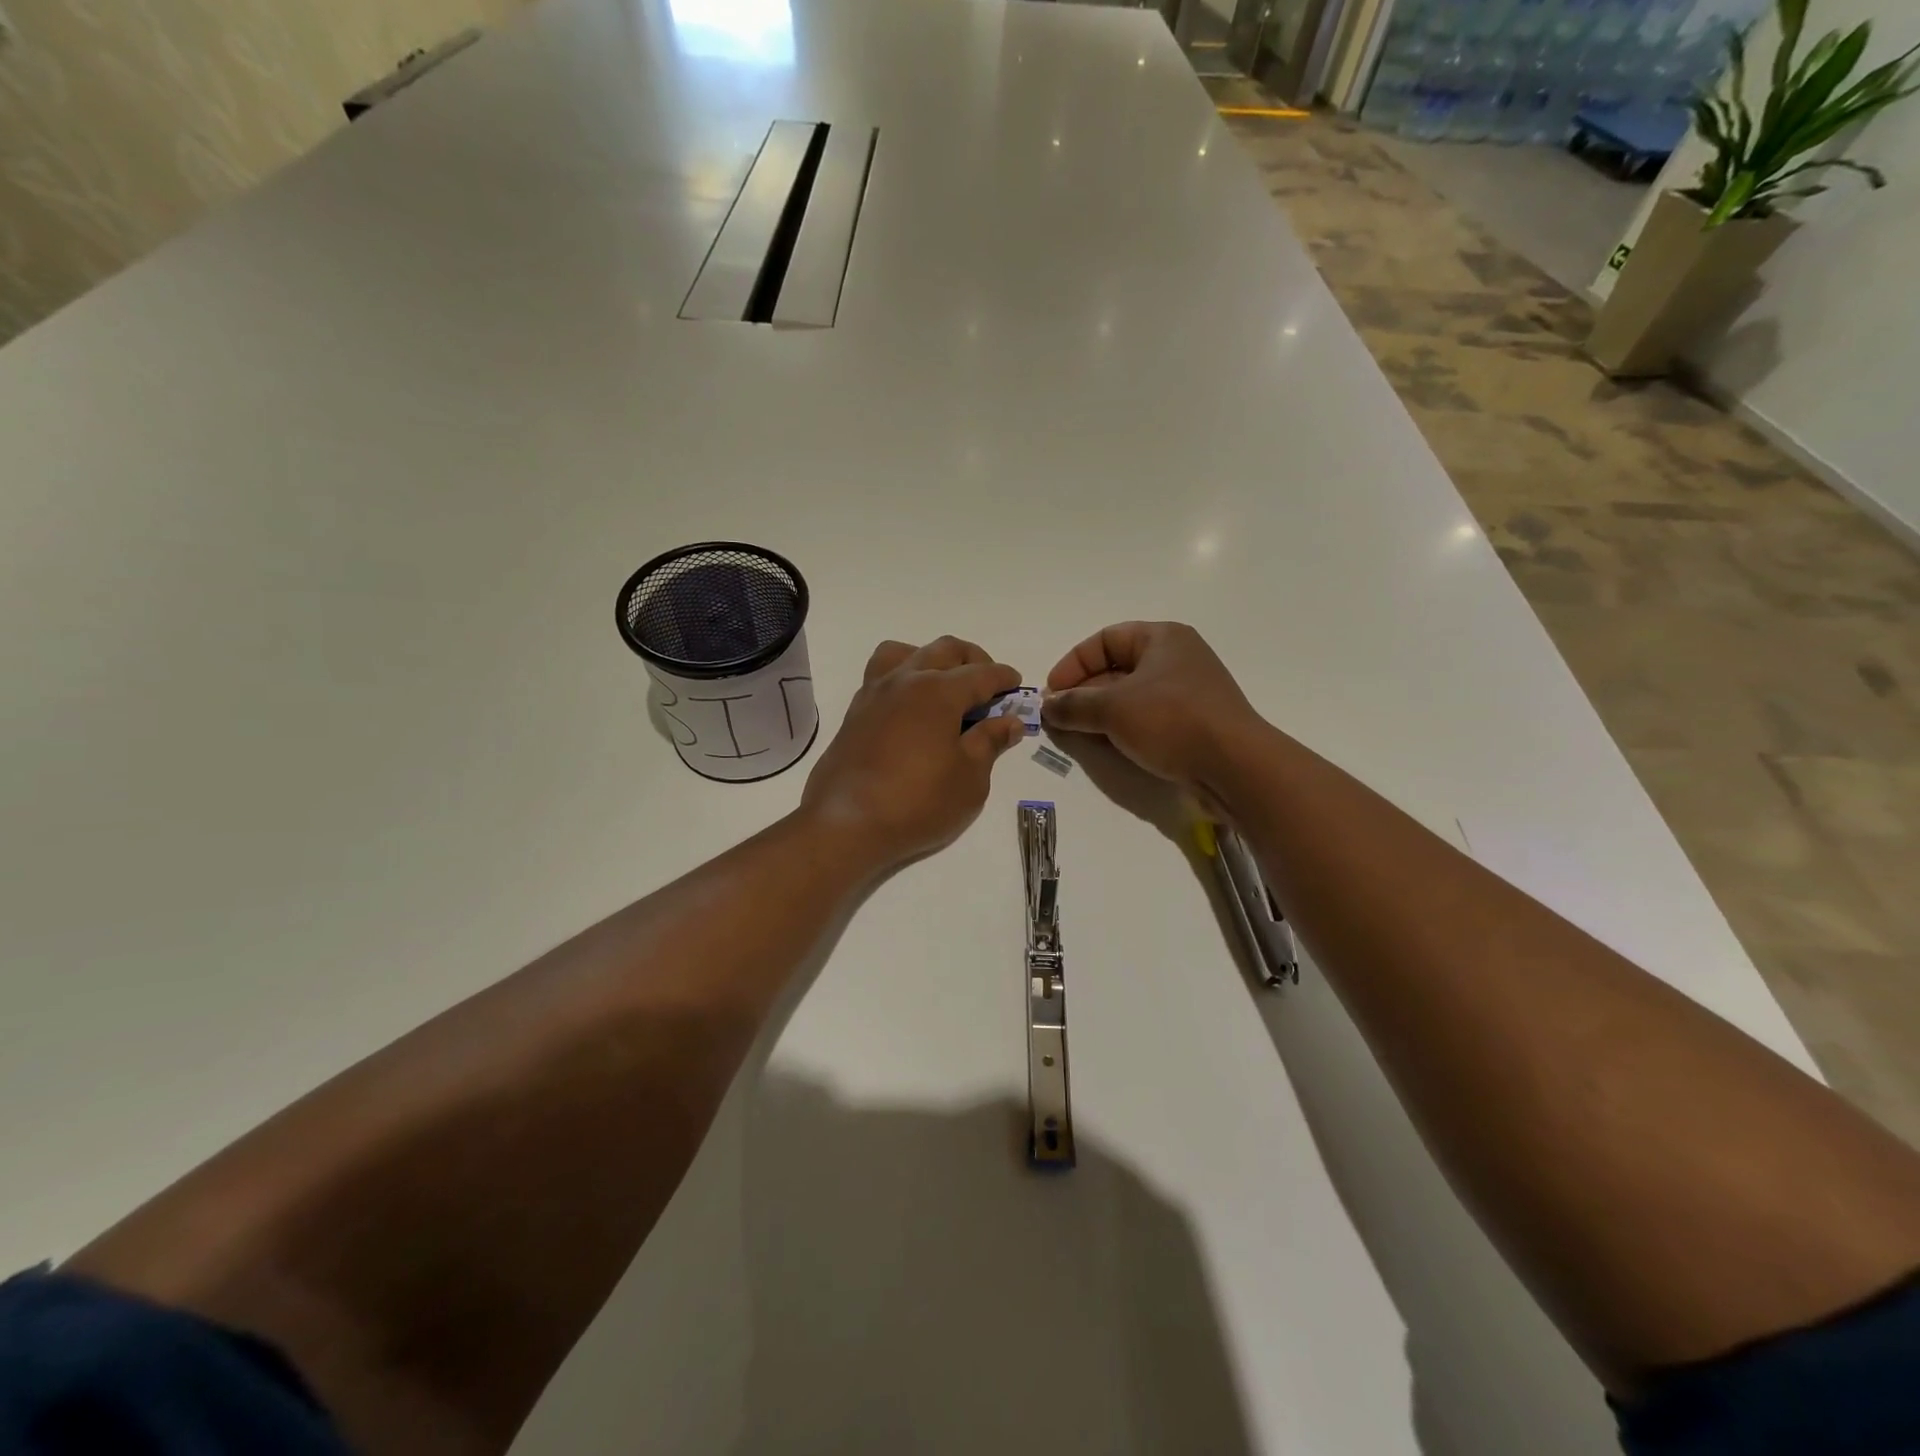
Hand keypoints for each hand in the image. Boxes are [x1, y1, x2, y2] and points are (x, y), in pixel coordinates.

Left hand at [801, 636, 1028, 868]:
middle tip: (988, 684)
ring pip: (906, 652)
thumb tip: (1009, 721)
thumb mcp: (969, 779)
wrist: (846, 824)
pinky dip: (904, 677)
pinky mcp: (855, 712)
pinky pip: (882, 675)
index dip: (1004, 678)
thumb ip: (990, 742)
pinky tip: (913, 708)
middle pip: (945, 650)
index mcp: (939, 691)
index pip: (981, 674)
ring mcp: (875, 692)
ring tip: (944, 685)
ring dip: (932, 658)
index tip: (1017, 685)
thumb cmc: (918, 802)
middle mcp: (905, 680)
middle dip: (973, 659)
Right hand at [1043, 622, 1265, 802]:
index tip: (1052, 692)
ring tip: (1078, 734)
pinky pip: (1149, 718)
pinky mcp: (1194, 722)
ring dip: (1101, 714)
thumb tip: (1047, 706)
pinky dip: (1124, 728)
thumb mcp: (1113, 709)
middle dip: (1084, 692)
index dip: (1073, 664)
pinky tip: (1108, 747)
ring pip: (1131, 696)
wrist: (1235, 766)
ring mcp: (1189, 692)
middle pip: (1117, 668)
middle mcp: (1177, 658)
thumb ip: (1074, 705)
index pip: (1105, 639)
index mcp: (1162, 638)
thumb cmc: (1172, 721)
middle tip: (1060, 717)